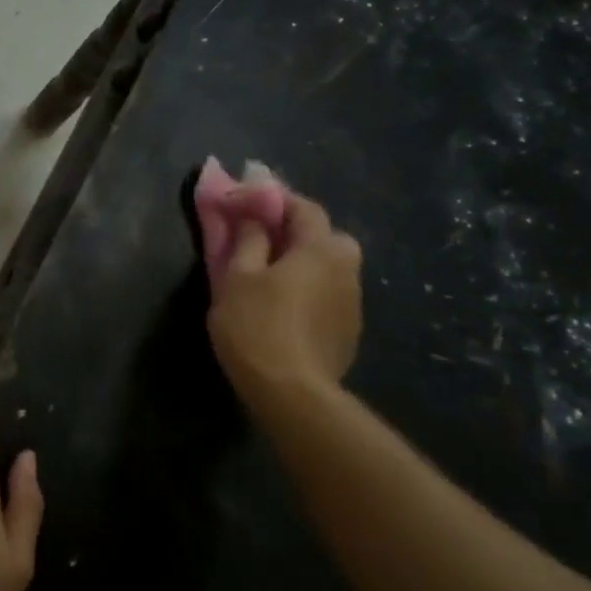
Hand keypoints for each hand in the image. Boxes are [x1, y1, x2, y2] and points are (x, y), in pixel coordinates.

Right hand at [207, 190, 362, 407]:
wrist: (291, 392)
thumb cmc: (257, 325)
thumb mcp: (237, 277)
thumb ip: (248, 240)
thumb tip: (252, 216)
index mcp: (321, 248)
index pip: (303, 207)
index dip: (275, 198)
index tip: (248, 198)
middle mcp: (346, 268)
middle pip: (324, 236)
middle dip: (295, 231)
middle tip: (261, 238)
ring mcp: (352, 302)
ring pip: (327, 267)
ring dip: (302, 262)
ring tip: (269, 274)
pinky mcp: (349, 330)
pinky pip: (327, 294)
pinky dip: (308, 289)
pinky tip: (284, 306)